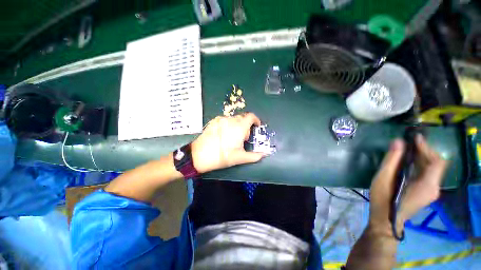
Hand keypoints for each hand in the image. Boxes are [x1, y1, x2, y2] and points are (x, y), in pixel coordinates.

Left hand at [191, 113, 266, 173]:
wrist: (200, 155)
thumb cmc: (222, 156)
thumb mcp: (240, 158)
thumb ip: (255, 156)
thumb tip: (265, 154)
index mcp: (239, 127)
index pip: (251, 116)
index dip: (256, 120)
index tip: (256, 126)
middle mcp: (231, 120)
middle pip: (243, 118)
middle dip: (246, 126)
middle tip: (243, 138)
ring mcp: (221, 119)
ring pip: (234, 119)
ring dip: (237, 125)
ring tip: (232, 137)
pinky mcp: (213, 121)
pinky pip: (225, 120)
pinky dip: (228, 125)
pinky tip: (224, 135)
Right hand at [369, 135, 446, 234]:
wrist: (386, 220)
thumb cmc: (383, 199)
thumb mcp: (383, 178)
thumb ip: (392, 160)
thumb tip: (398, 141)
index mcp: (427, 185)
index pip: (437, 162)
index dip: (427, 148)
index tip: (415, 138)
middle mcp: (434, 188)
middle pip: (435, 165)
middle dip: (424, 151)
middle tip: (409, 143)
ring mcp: (430, 191)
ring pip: (431, 170)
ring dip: (421, 158)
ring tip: (408, 149)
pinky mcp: (425, 193)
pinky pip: (427, 175)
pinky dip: (420, 165)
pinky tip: (408, 162)